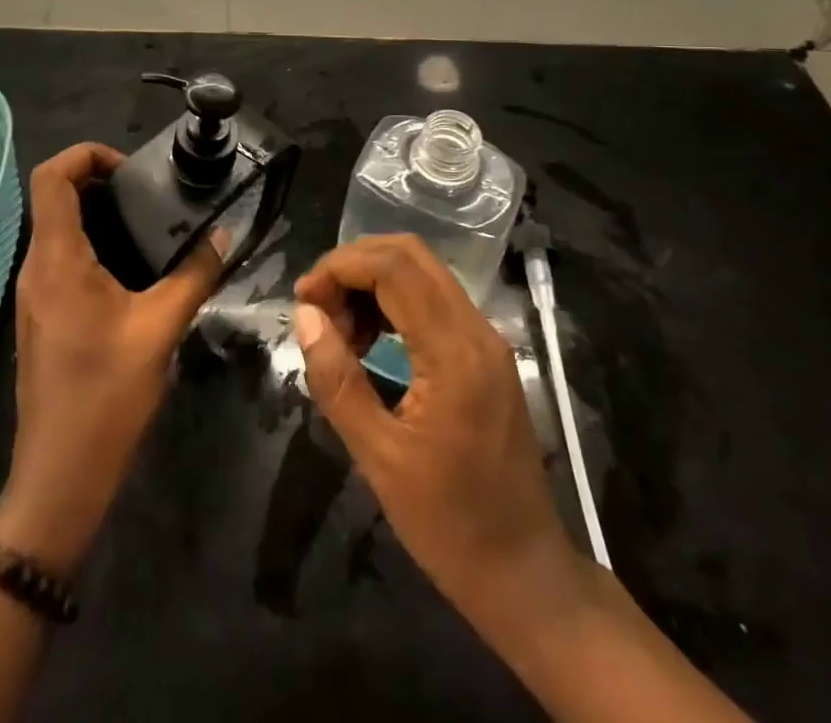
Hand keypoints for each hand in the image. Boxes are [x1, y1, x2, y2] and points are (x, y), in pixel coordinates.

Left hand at [0, 143, 224, 574]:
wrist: (60, 475)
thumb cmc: (107, 396)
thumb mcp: (161, 329)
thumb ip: (195, 275)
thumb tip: (224, 235)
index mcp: (57, 259)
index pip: (50, 177)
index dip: (85, 154)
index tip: (129, 168)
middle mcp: (35, 268)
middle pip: (53, 198)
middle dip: (98, 181)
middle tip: (148, 194)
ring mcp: (33, 295)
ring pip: (56, 229)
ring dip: (96, 215)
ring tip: (147, 225)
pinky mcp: (40, 317)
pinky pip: (61, 260)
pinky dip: (91, 245)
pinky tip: (132, 270)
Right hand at [292, 235, 587, 630]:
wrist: (525, 574)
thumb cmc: (450, 524)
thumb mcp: (379, 458)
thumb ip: (337, 380)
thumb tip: (305, 316)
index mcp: (454, 353)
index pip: (393, 268)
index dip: (340, 267)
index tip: (304, 300)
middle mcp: (477, 330)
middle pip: (410, 255)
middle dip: (354, 266)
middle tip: (318, 307)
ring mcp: (486, 340)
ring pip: (423, 273)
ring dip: (373, 282)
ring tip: (340, 330)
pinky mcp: (486, 354)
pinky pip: (434, 301)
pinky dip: (394, 302)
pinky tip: (370, 341)